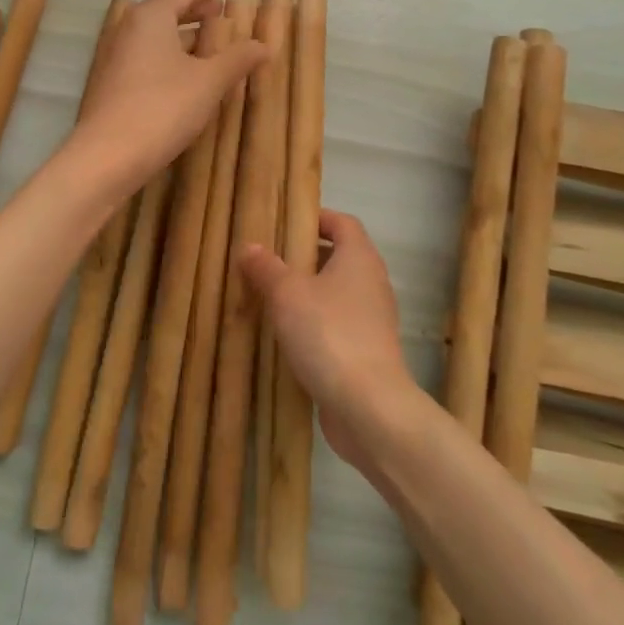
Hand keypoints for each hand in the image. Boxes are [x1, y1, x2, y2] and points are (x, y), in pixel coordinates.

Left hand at [72, 0, 267, 194]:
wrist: (107, 155)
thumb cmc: (163, 107)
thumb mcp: (209, 82)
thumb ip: (237, 60)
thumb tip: (264, 45)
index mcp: (151, 17)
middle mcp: (129, 30)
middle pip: (164, 11)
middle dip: (191, 10)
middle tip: (216, 9)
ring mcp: (116, 58)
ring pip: (154, 36)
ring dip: (180, 35)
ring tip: (206, 40)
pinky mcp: (112, 84)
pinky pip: (146, 57)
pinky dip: (168, 55)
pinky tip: (184, 73)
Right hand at [240, 211, 416, 473]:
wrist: (369, 406)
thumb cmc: (328, 334)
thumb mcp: (287, 294)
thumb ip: (266, 268)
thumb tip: (249, 246)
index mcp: (359, 258)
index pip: (342, 222)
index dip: (316, 218)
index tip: (285, 224)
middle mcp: (372, 283)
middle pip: (340, 257)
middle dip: (305, 257)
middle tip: (269, 261)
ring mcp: (373, 319)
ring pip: (338, 293)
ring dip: (308, 293)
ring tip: (271, 298)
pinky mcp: (368, 351)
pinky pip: (339, 325)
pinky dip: (316, 324)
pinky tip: (287, 337)